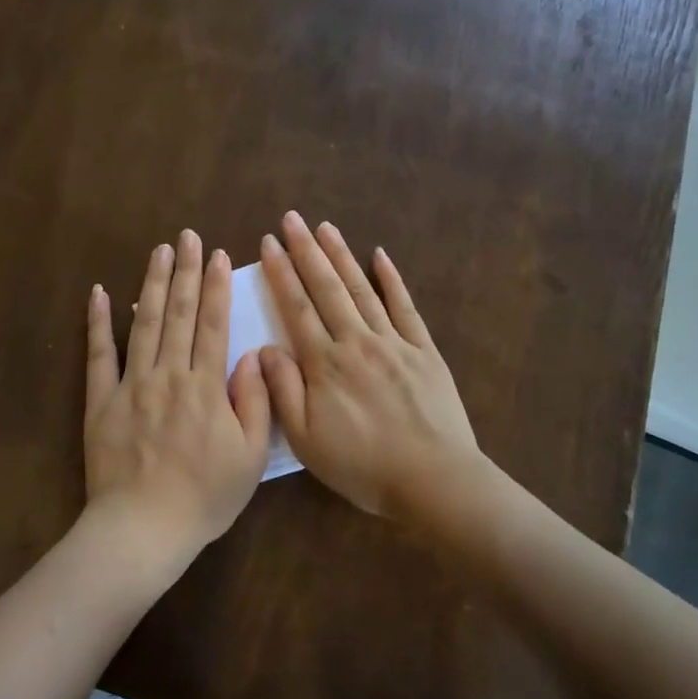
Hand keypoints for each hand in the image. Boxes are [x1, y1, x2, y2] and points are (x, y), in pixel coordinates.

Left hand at [84, 229, 271, 562]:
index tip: (217, 255)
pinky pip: (98, 354)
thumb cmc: (205, 497)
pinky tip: (101, 292)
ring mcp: (130, 385)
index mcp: (206, 387)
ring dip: (152, 284)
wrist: (143, 528)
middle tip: (186, 236)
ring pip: (144, 324)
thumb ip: (254, 401)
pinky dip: (98, 322)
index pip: (214, 325)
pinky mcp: (100, 401)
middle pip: (179, 314)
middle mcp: (168, 375)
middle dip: (184, 271)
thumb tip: (253, 354)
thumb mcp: (249, 457)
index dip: (216, 287)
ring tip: (158, 251)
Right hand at [257, 211, 478, 520]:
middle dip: (306, 251)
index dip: (281, 274)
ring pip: (362, 289)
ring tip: (325, 227)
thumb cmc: (362, 466)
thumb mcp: (307, 440)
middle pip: (327, 288)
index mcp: (325, 365)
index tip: (268, 244)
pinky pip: (405, 307)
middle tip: (291, 219)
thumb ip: (283, 391)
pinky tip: (380, 255)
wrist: (433, 479)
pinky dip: (392, 279)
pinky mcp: (424, 350)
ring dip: (342, 256)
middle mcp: (357, 342)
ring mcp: (394, 342)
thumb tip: (264, 349)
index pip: (297, 309)